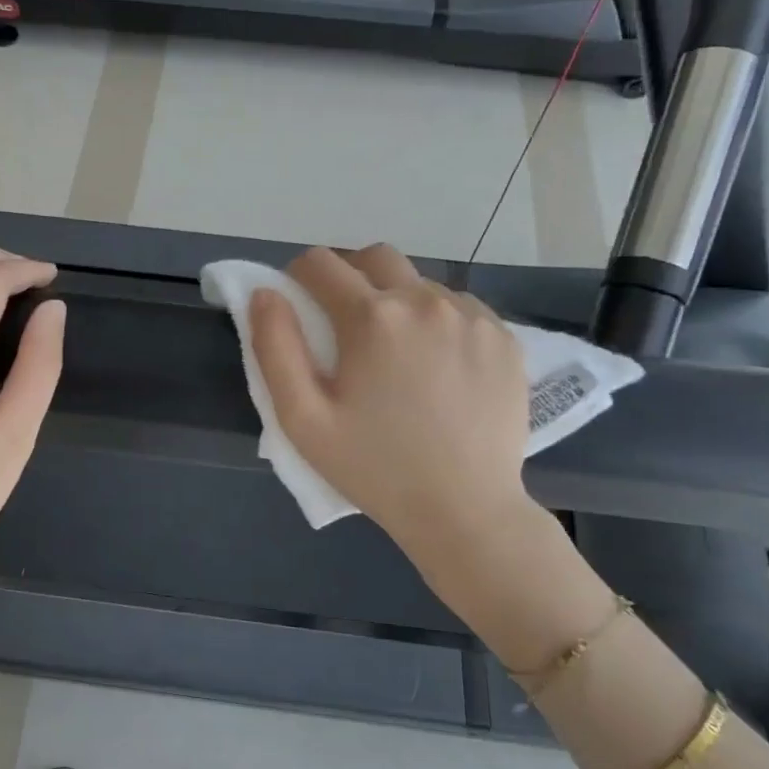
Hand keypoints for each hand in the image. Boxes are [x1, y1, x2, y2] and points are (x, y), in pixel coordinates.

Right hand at [251, 245, 533, 559]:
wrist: (465, 511)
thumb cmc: (374, 469)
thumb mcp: (303, 420)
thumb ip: (275, 348)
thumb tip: (265, 293)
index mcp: (371, 318)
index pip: (321, 263)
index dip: (299, 277)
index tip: (300, 305)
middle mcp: (425, 300)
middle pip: (375, 257)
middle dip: (349, 275)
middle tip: (344, 322)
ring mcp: (472, 316)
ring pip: (420, 282)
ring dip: (397, 300)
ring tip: (397, 354)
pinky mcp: (504, 336)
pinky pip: (460, 307)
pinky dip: (438, 321)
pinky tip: (438, 367)